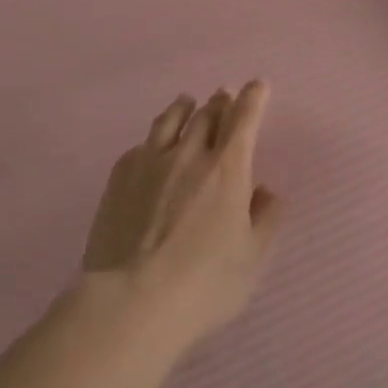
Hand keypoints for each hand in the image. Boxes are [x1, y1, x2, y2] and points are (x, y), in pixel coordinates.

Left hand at [82, 81, 283, 346]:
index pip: (244, 117)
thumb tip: (267, 191)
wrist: (130, 302)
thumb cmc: (203, 285)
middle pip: (207, 113)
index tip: (257, 85)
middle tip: (224, 96)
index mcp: (228, 168)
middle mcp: (190, 153)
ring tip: (188, 101)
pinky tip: (153, 145)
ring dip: (185, 106)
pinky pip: (142, 144)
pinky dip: (155, 137)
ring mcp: (150, 161)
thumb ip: (265, 220)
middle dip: (221, 101)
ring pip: (170, 119)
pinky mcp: (120, 176)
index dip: (253, 97)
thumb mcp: (251, 260)